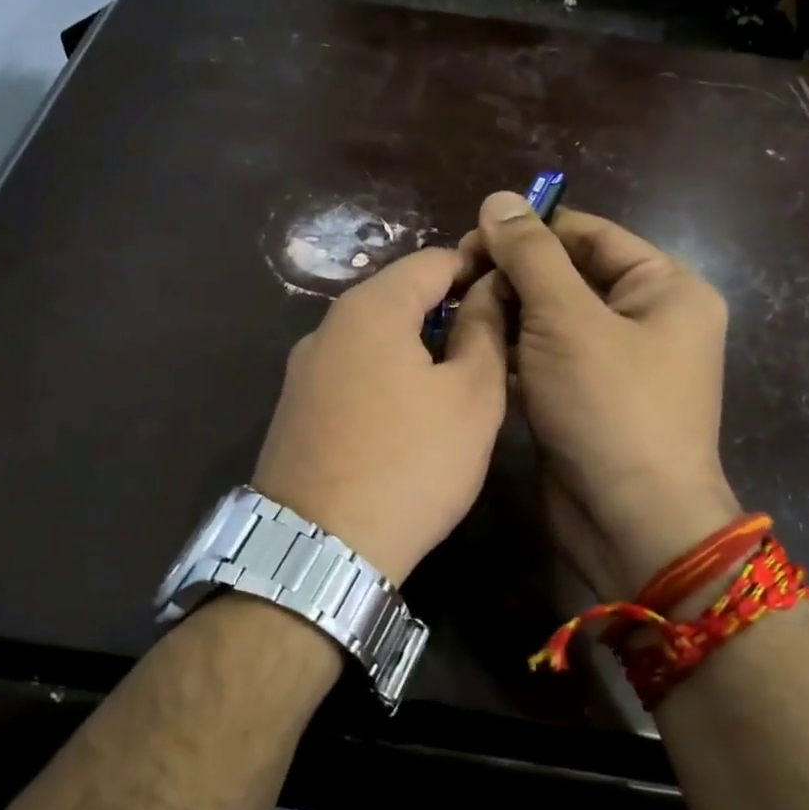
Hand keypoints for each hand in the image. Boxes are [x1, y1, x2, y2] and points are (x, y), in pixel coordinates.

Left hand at [252, 247, 508, 584]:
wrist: (319, 549)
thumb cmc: (411, 464)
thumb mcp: (471, 397)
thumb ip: (484, 331)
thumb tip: (488, 291)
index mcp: (371, 308)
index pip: (434, 260)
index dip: (479, 270)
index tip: (514, 298)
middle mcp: (327, 327)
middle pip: (400, 298)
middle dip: (448, 314)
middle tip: (491, 351)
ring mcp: (303, 370)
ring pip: (374, 340)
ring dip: (417, 351)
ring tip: (455, 388)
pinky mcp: (294, 410)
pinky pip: (352, 375)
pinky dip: (385, 380)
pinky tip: (407, 421)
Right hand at [464, 192, 740, 597]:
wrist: (629, 521)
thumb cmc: (609, 407)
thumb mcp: (566, 319)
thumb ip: (530, 255)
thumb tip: (498, 198)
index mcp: (666, 288)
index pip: (590, 235)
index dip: (530, 230)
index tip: (470, 237)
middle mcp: (648, 320)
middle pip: (569, 276)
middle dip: (514, 276)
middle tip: (456, 277)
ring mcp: (617, 365)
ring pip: (552, 320)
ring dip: (507, 314)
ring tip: (456, 311)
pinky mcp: (588, 400)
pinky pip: (547, 360)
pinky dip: (513, 353)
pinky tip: (472, 349)